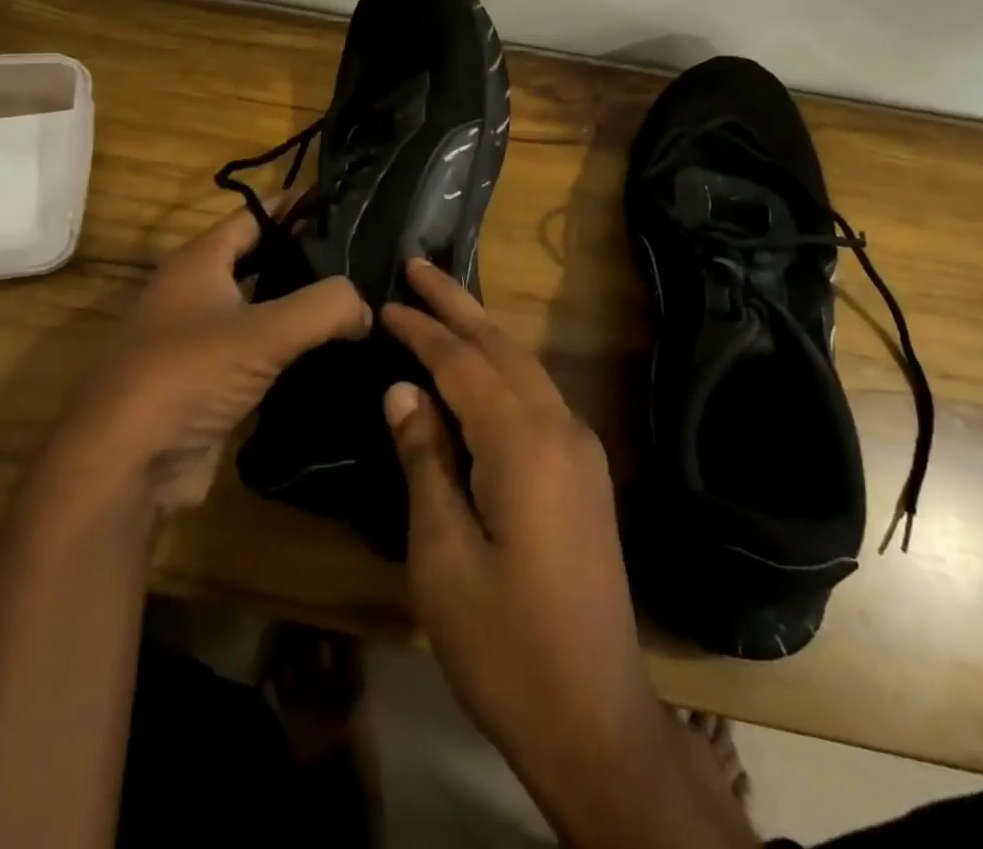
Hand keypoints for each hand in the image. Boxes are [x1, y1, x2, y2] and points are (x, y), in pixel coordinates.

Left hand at [30, 199, 371, 524]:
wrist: (126, 464)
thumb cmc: (187, 375)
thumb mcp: (264, 332)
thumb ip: (325, 307)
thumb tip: (365, 306)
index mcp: (199, 261)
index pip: (256, 214)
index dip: (298, 204)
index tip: (346, 202)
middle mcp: (195, 291)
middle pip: (259, 258)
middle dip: (306, 254)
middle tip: (363, 256)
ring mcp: (199, 338)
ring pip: (260, 306)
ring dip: (301, 304)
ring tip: (357, 301)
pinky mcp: (207, 380)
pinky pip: (258, 350)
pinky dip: (290, 346)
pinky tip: (330, 351)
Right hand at [382, 259, 755, 848]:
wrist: (595, 717)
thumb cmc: (505, 642)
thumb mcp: (443, 554)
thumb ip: (425, 460)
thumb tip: (402, 389)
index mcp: (525, 443)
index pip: (464, 363)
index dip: (423, 330)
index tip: (387, 300)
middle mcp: (562, 428)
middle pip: (502, 347)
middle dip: (458, 304)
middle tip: (419, 265)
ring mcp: (581, 449)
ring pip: (525, 368)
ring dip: (483, 331)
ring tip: (444, 302)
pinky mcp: (585, 473)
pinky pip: (538, 396)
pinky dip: (503, 368)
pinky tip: (481, 367)